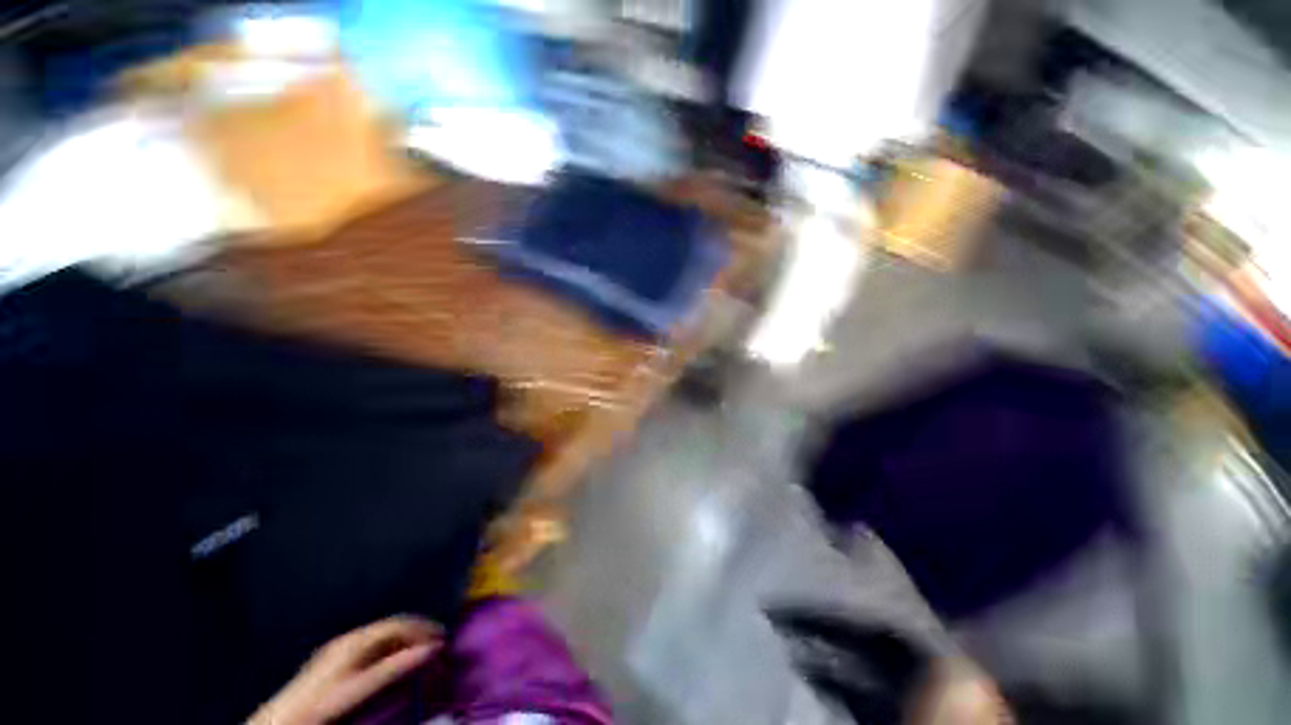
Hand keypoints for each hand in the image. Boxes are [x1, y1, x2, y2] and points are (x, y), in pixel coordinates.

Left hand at [248, 616, 441, 724]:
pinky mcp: (335, 660)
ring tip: (420, 654)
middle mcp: (349, 639)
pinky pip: (371, 646)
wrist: (281, 720)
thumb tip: (430, 649)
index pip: (397, 624)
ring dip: (403, 641)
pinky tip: (394, 662)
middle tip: (436, 645)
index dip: (422, 628)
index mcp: (355, 641)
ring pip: (381, 636)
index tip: (442, 638)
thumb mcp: (359, 689)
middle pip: (390, 627)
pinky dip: (389, 650)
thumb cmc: (321, 705)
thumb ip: (393, 668)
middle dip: (415, 632)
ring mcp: (340, 648)